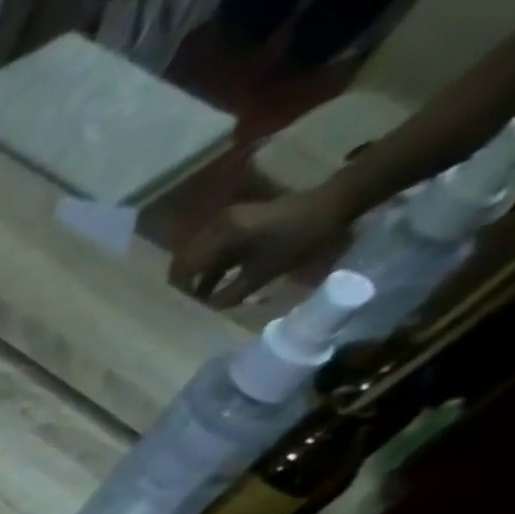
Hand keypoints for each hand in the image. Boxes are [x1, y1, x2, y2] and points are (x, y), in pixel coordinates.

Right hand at [170, 191, 351, 307]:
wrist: (334, 203)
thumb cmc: (299, 239)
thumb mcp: (262, 274)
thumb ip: (229, 295)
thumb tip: (205, 309)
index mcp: (221, 237)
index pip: (184, 268)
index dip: (181, 291)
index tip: (184, 309)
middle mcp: (217, 225)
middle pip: (185, 260)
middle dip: (185, 283)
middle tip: (189, 305)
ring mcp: (227, 220)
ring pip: (196, 255)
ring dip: (197, 275)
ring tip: (203, 296)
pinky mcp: (237, 220)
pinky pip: (211, 247)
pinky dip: (210, 265)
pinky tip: (216, 280)